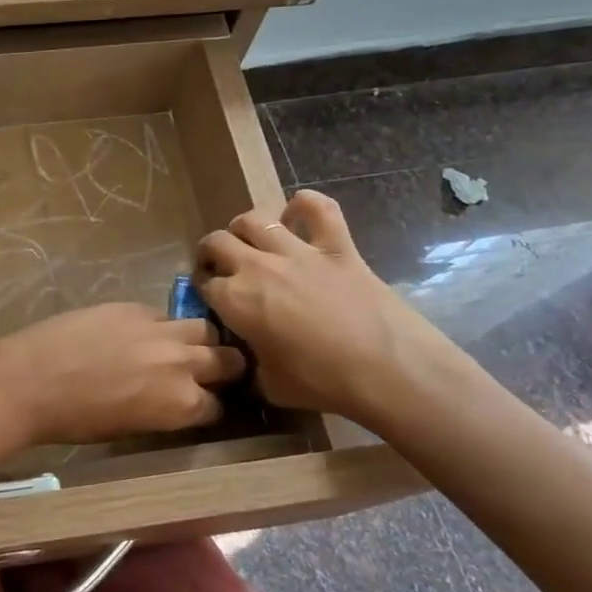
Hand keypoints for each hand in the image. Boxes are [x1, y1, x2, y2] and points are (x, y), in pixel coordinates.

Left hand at [0, 303, 246, 445]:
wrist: (31, 380)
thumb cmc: (74, 420)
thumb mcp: (129, 428)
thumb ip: (163, 410)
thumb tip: (173, 400)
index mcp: (182, 405)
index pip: (219, 406)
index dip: (212, 405)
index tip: (204, 403)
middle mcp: (183, 364)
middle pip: (227, 360)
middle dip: (224, 367)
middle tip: (208, 370)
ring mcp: (160, 330)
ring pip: (204, 328)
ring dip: (200, 339)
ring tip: (183, 345)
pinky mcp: (134, 307)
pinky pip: (164, 314)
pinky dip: (161, 325)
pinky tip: (143, 332)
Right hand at [198, 191, 458, 425]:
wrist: (387, 370)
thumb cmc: (322, 383)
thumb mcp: (270, 386)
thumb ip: (249, 367)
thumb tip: (245, 362)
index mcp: (235, 301)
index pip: (203, 285)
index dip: (204, 292)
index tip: (211, 302)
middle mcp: (257, 267)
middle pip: (217, 242)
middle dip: (211, 253)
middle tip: (220, 266)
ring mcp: (298, 251)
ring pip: (254, 219)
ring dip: (245, 228)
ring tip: (250, 241)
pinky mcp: (337, 246)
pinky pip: (317, 208)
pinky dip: (305, 205)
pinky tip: (298, 214)